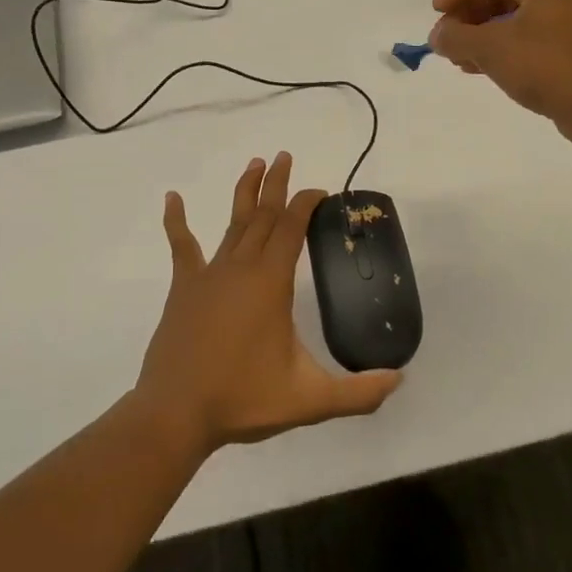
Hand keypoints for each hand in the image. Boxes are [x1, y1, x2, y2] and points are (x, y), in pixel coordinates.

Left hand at [136, 153, 402, 456]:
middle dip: (277, 184)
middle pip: (263, 215)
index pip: (292, 227)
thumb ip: (358, 392)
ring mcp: (209, 275)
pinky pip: (181, 246)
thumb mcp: (309, 400)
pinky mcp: (184, 289)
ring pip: (232, 223)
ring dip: (245, 193)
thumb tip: (399, 380)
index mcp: (271, 282)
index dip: (306, 203)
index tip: (319, 191)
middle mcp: (241, 267)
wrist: (176, 415)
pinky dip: (176, 221)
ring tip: (254, 164)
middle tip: (284, 156)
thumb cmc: (243, 399)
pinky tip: (172, 198)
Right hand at [429, 0, 571, 149]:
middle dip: (470, 15)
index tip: (435, 12)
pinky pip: (529, 38)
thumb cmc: (546, 67)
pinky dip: (503, 48)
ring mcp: (571, 23)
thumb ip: (457, 37)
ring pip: (516, 19)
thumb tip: (436, 35)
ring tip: (458, 56)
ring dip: (483, 34)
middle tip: (447, 36)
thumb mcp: (492, 49)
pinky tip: (481, 68)